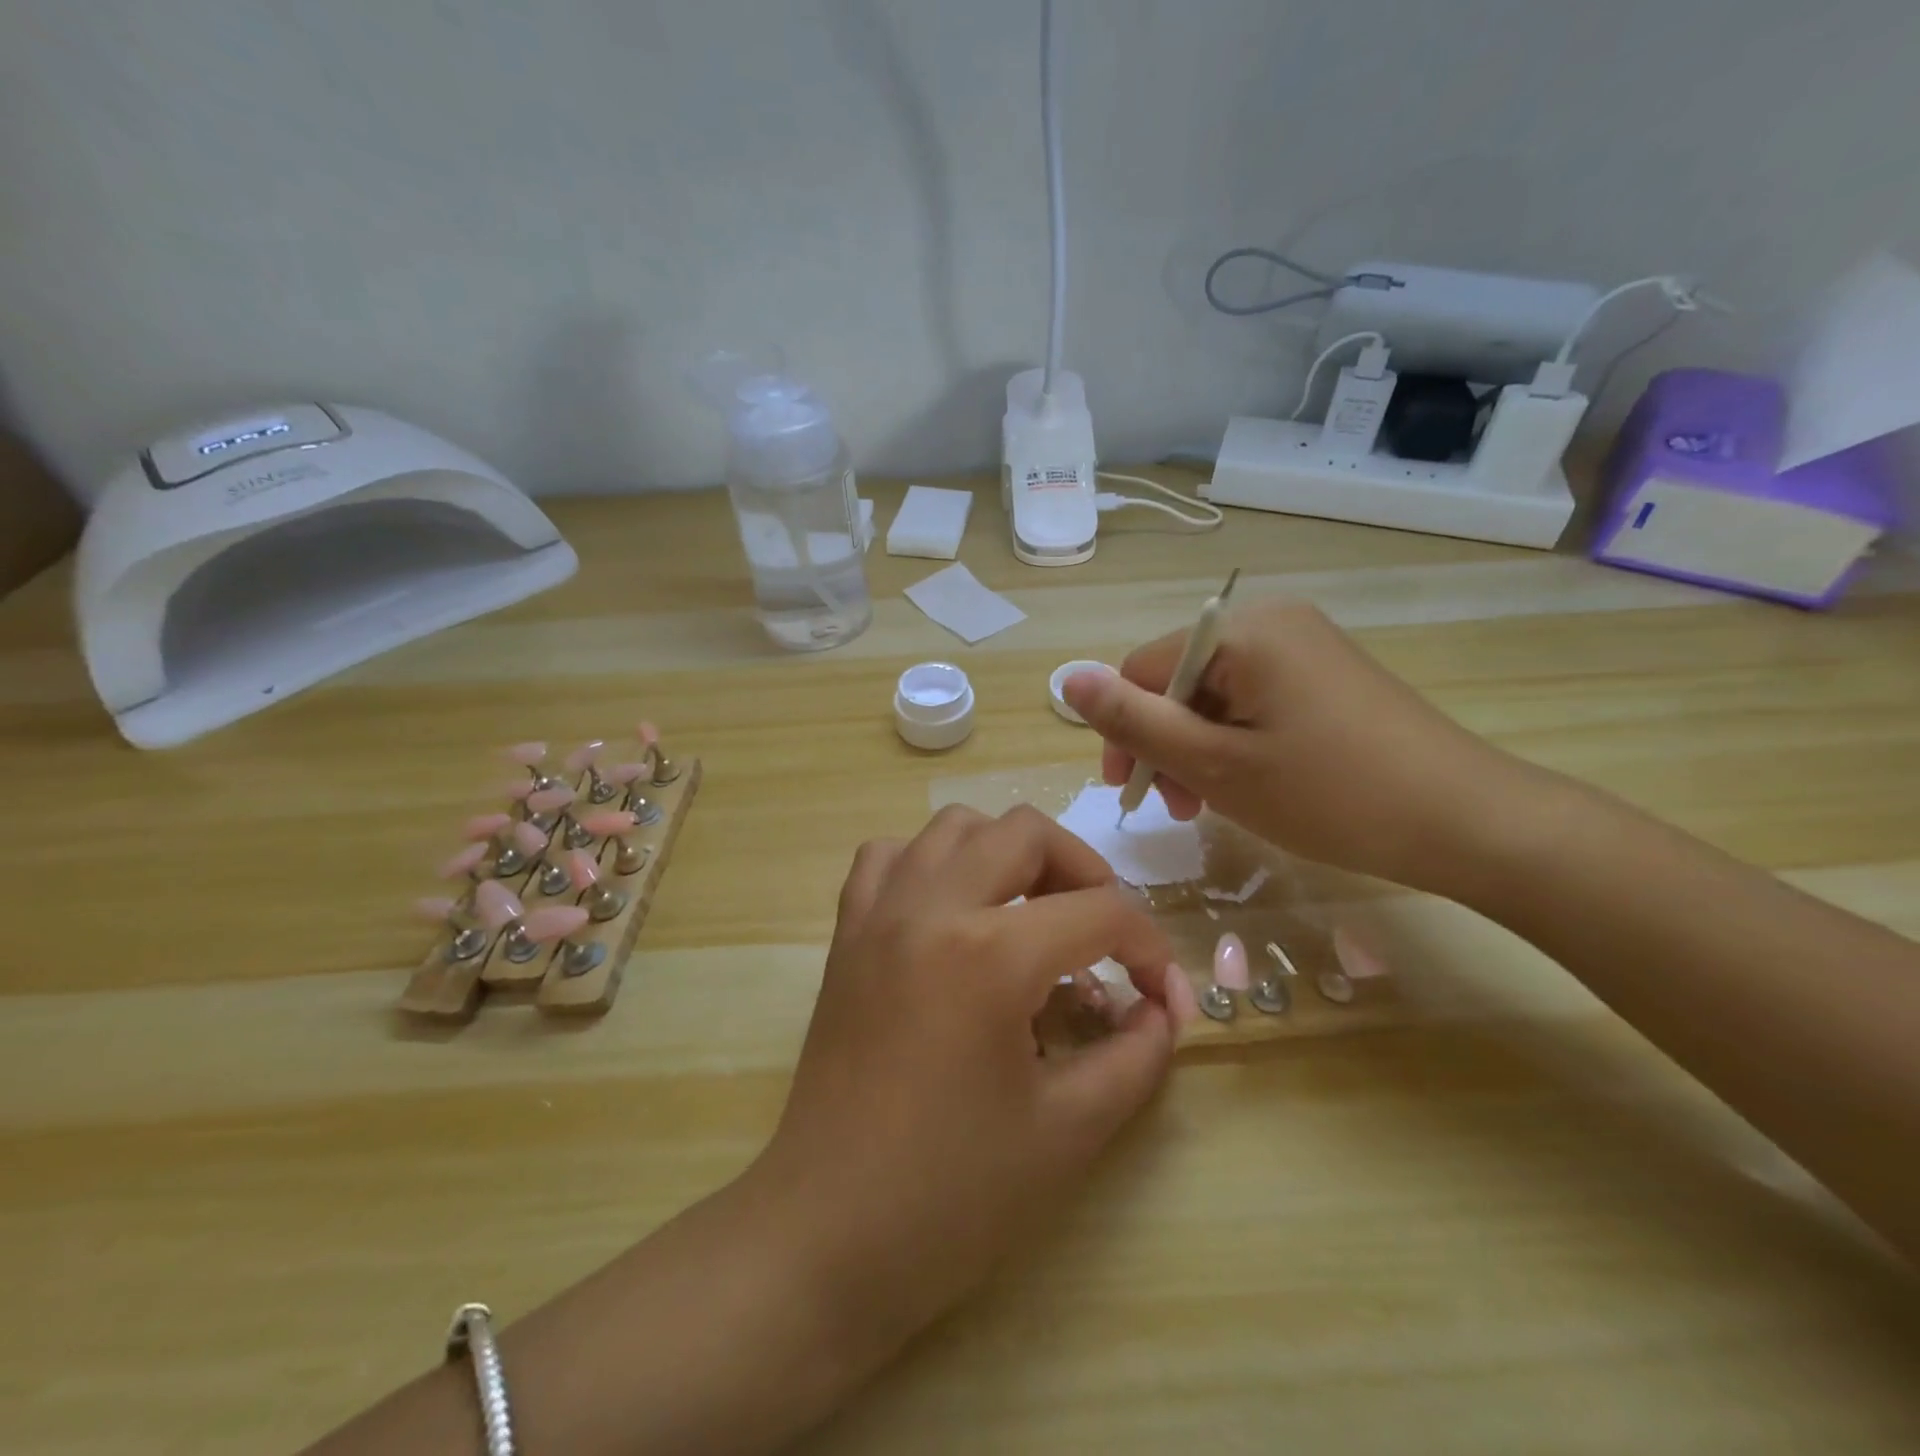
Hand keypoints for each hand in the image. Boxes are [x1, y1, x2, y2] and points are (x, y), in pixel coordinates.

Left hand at [753, 804, 1191, 1350]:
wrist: (829, 1232)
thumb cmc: (953, 1194)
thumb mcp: (1069, 1131)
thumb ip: (1135, 1056)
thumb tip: (1161, 1011)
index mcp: (989, 954)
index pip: (1099, 913)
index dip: (1149, 948)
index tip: (1163, 995)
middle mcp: (930, 907)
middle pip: (1026, 832)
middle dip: (1084, 872)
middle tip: (1101, 934)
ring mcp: (879, 913)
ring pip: (955, 826)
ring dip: (1007, 853)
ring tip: (1030, 913)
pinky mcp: (846, 933)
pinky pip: (890, 857)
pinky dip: (931, 864)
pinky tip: (951, 912)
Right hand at [1061, 597, 1519, 892]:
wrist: (1468, 822)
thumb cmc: (1331, 794)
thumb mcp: (1216, 765)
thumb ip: (1135, 722)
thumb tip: (1068, 679)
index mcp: (1243, 631)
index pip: (1144, 667)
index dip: (1124, 729)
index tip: (1130, 792)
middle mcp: (1272, 621)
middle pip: (1180, 679)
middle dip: (1164, 742)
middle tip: (1177, 807)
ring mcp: (1304, 646)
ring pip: (1215, 695)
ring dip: (1196, 748)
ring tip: (1207, 804)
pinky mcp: (1326, 674)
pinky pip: (1254, 700)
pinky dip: (1235, 742)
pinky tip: (1246, 783)